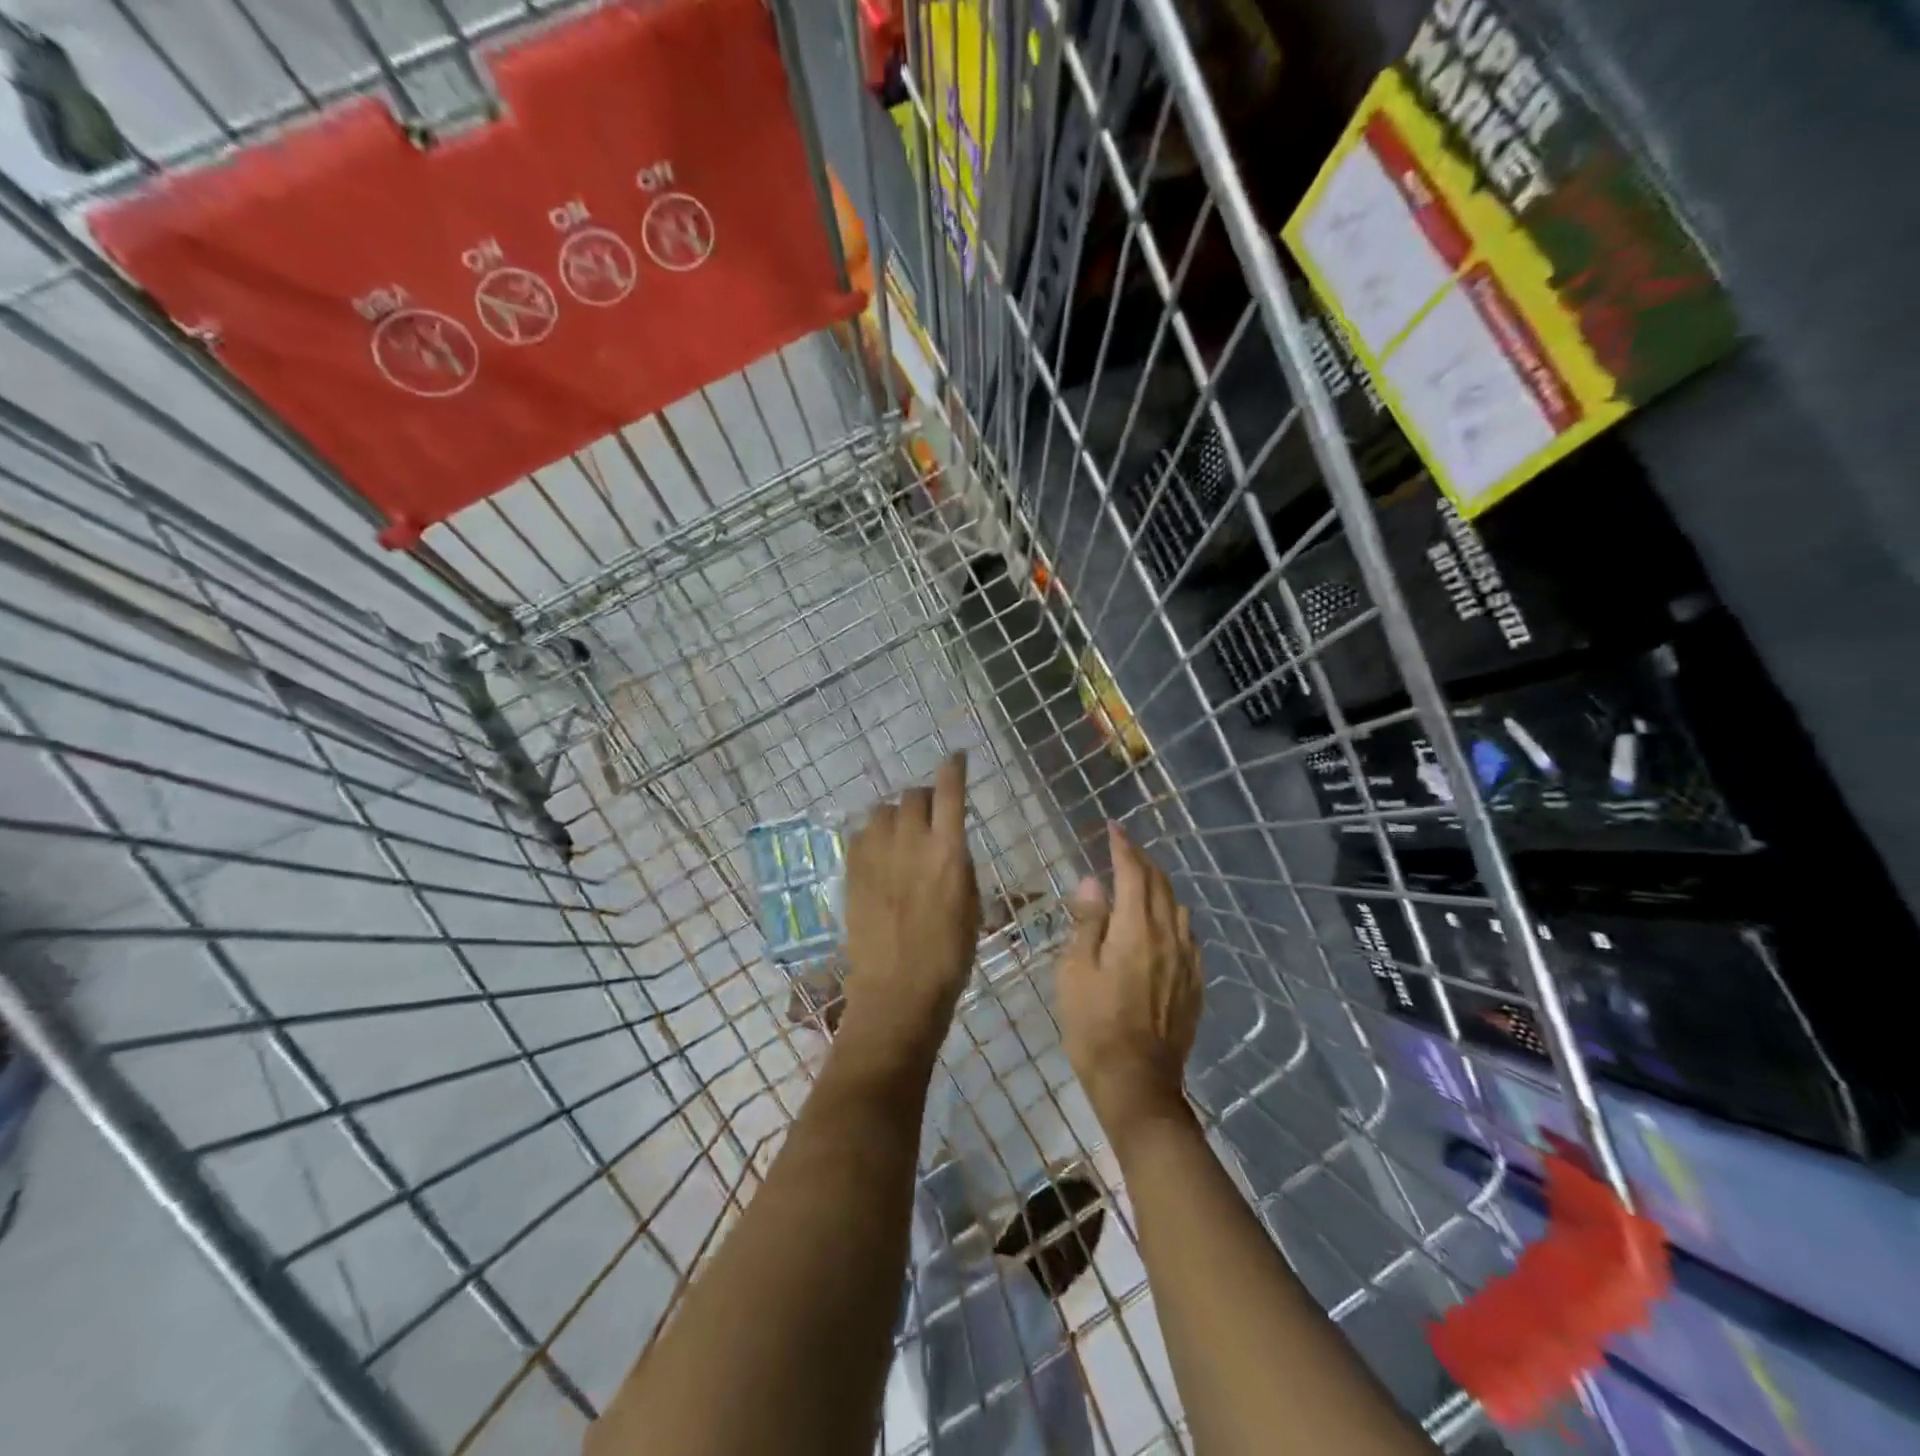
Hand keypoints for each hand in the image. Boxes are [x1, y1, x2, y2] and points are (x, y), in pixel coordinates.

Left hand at [839, 753, 980, 1066]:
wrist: (898, 989)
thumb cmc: (949, 954)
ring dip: (895, 814)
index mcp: (947, 851)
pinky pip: (860, 834)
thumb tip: (948, 844)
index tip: (957, 757)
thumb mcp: (970, 904)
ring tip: (901, 832)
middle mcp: (910, 842)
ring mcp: (876, 855)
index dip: (953, 769)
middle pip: (913, 796)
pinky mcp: (852, 871)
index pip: (949, 792)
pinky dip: (873, 834)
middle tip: (929, 812)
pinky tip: (879, 852)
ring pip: (882, 810)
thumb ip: (957, 864)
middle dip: (924, 797)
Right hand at [1058, 822, 1201, 1136]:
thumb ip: (1088, 923)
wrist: (1137, 1083)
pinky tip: (1164, 923)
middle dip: (1141, 860)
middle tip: (1123, 847)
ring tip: (1141, 879)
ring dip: (1158, 885)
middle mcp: (1168, 937)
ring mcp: (1186, 961)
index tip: (1112, 828)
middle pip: (1159, 885)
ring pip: (1177, 907)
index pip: (1132, 873)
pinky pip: (1187, 935)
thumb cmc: (1094, 1026)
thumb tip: (1092, 883)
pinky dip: (1173, 916)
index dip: (1123, 847)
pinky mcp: (1194, 983)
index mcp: (1136, 930)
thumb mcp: (1075, 972)